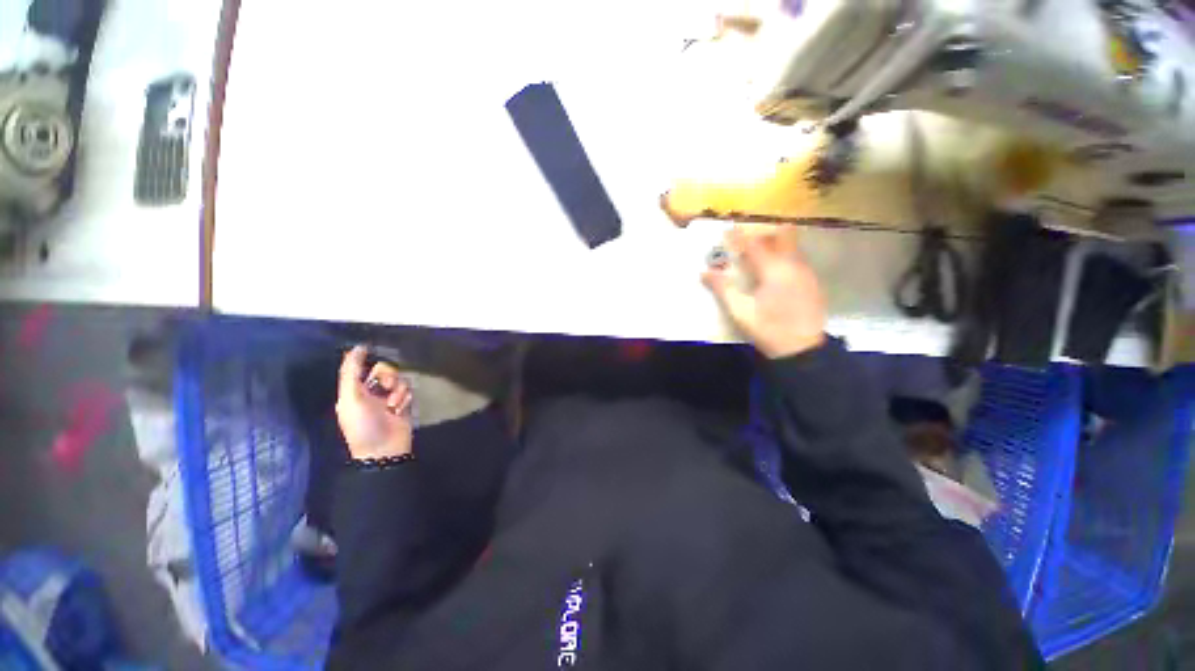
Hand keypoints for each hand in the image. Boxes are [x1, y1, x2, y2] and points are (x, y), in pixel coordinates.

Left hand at [336, 346, 413, 459]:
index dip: (364, 360)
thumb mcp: (350, 398)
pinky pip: (408, 391)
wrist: (384, 449)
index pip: (360, 368)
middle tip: (386, 386)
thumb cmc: (363, 425)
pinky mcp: (403, 404)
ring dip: (398, 390)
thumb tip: (355, 349)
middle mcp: (371, 392)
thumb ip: (351, 373)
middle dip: (388, 376)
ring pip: (399, 380)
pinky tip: (399, 409)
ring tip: (393, 405)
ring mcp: (389, 399)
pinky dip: (405, 398)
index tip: (369, 350)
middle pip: (385, 371)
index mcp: (354, 391)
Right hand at [702, 224, 826, 358]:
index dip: (739, 237)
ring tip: (760, 252)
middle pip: (782, 237)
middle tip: (748, 241)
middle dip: (764, 234)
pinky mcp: (813, 283)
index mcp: (774, 270)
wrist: (802, 350)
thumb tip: (705, 272)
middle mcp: (794, 265)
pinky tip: (776, 271)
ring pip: (793, 247)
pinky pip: (798, 259)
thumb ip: (723, 288)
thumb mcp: (740, 311)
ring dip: (776, 244)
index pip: (753, 245)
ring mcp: (806, 273)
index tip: (727, 229)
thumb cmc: (768, 329)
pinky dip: (785, 256)